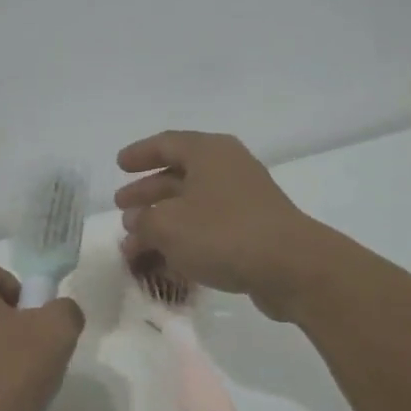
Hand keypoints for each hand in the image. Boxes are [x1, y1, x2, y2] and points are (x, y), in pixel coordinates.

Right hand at [115, 130, 343, 321]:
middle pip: (178, 175)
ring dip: (163, 222)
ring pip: (192, 205)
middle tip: (122, 208)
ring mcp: (243, 200)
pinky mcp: (253, 231)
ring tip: (135, 242)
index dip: (140, 154)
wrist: (291, 267)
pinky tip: (165, 261)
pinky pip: (209, 228)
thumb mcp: (168, 226)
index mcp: (208, 152)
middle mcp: (227, 169)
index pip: (166, 144)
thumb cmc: (223, 233)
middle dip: (148, 194)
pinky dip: (185, 240)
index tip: (120, 165)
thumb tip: (136, 223)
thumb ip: (143, 223)